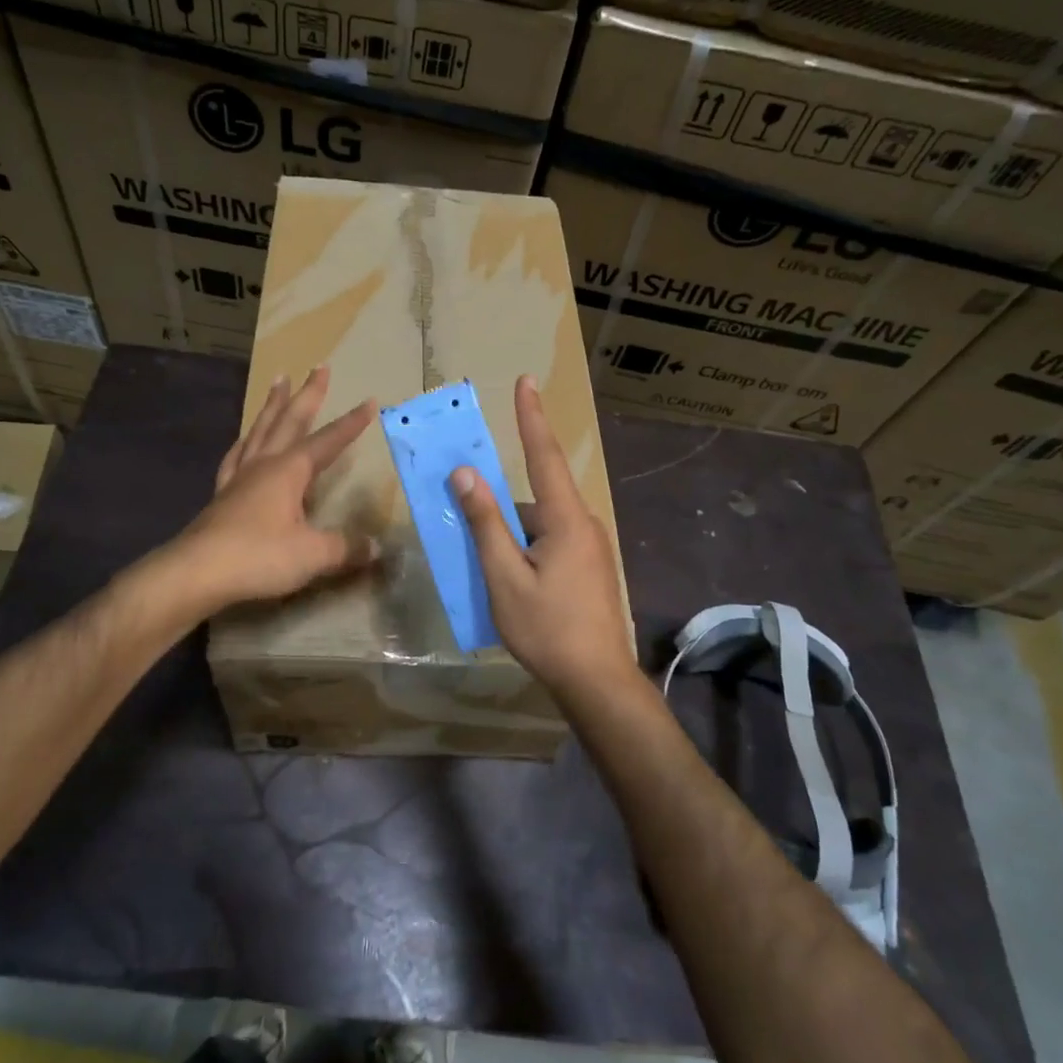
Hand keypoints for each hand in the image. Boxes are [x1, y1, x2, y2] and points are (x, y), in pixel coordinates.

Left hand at [178, 366, 379, 611]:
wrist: (196, 572)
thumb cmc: (258, 556)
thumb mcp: (313, 554)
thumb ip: (346, 548)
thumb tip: (377, 548)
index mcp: (289, 471)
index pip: (328, 440)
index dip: (351, 423)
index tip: (369, 401)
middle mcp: (264, 464)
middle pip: (289, 420)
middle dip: (308, 393)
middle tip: (318, 366)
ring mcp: (239, 477)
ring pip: (260, 430)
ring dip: (273, 406)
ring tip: (278, 382)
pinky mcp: (222, 495)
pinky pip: (236, 456)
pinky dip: (245, 442)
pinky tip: (245, 441)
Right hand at [451, 375, 635, 697]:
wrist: (597, 681)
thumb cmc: (547, 628)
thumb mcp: (505, 576)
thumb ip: (486, 523)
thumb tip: (466, 474)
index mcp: (566, 519)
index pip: (543, 455)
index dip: (531, 417)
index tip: (526, 381)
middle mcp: (583, 524)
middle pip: (533, 499)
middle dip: (499, 507)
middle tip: (470, 522)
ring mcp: (589, 548)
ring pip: (538, 526)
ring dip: (510, 537)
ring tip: (484, 570)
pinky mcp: (589, 568)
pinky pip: (549, 544)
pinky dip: (523, 551)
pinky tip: (509, 583)